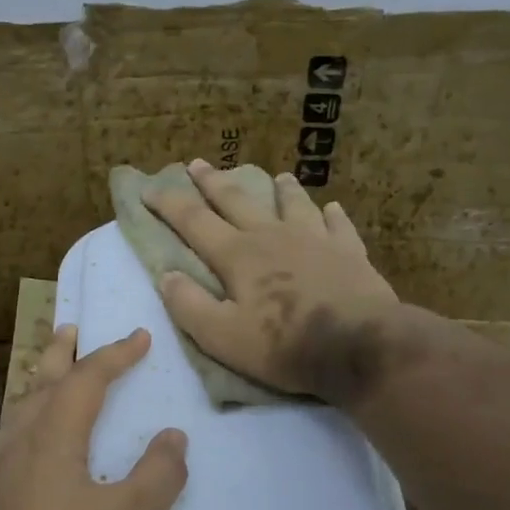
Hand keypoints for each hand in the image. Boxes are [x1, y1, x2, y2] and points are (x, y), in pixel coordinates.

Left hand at [0, 326, 187, 509]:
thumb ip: (156, 476)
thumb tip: (174, 435)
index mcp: (51, 439)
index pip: (86, 380)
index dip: (115, 355)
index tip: (140, 338)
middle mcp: (18, 444)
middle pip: (40, 383)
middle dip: (61, 354)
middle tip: (71, 328)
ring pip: (19, 411)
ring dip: (39, 384)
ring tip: (50, 376)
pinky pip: (10, 440)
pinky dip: (28, 420)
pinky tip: (31, 446)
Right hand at [147, 159, 414, 404]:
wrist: (360, 346)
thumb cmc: (284, 345)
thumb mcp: (222, 337)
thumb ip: (189, 306)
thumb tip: (166, 276)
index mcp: (238, 255)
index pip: (194, 222)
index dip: (169, 204)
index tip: (149, 189)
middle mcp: (272, 236)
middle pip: (237, 200)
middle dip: (213, 182)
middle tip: (198, 163)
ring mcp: (315, 239)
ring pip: (292, 204)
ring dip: (280, 190)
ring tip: (277, 176)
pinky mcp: (349, 252)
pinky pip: (338, 225)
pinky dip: (332, 215)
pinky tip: (332, 209)